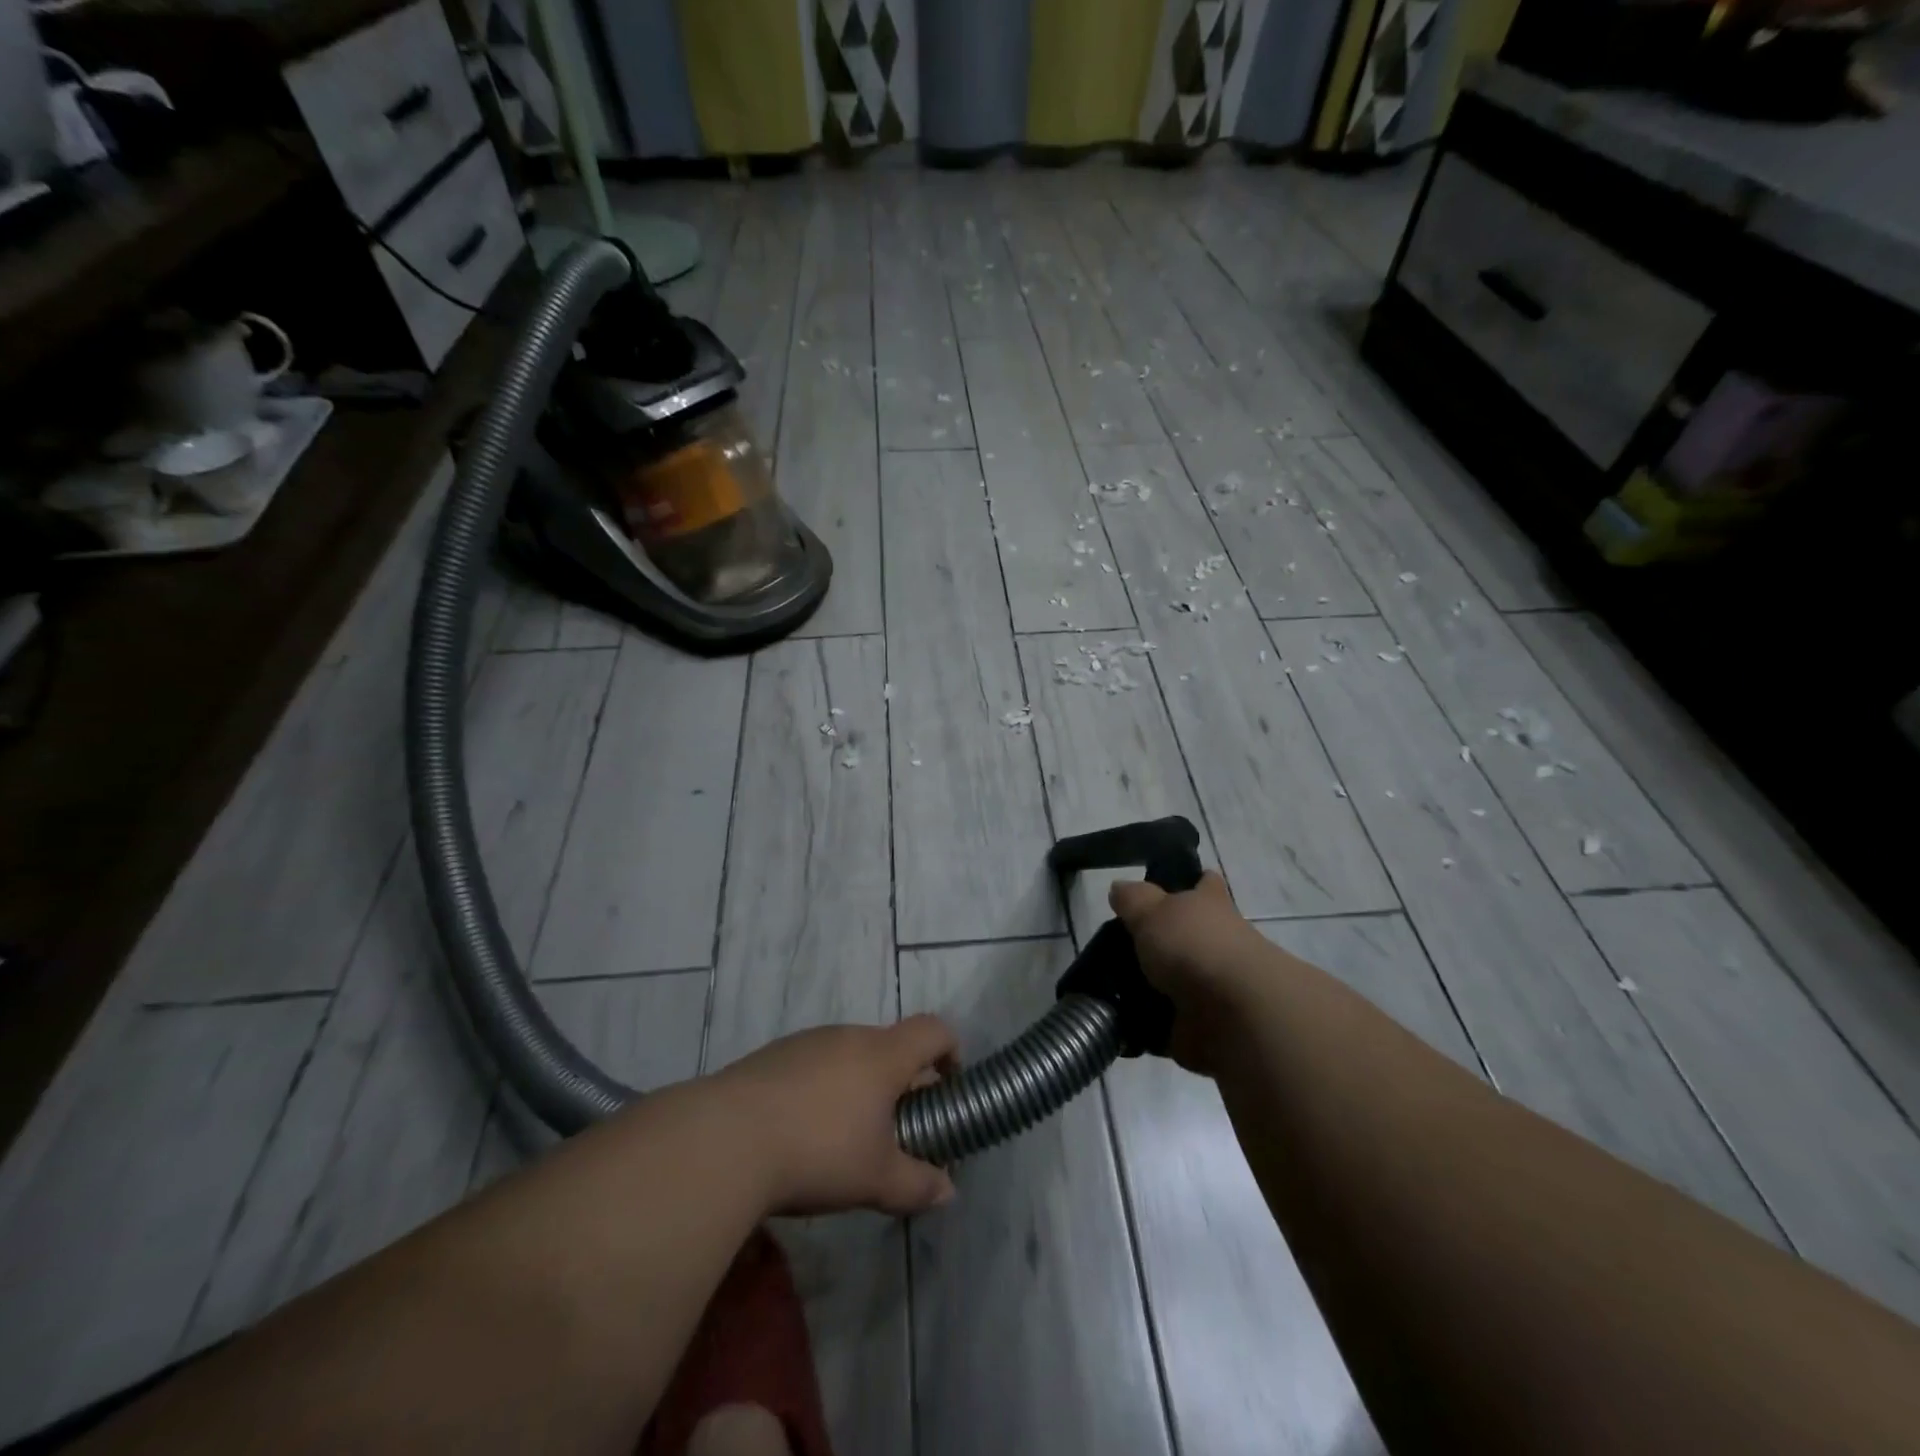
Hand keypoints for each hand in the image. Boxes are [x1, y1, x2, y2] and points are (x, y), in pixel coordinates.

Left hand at [715, 1016, 959, 1217]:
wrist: (726, 1139)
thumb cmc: (818, 1151)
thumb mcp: (876, 1179)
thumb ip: (917, 1184)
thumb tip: (948, 1191)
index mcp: (883, 1055)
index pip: (933, 1030)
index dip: (950, 1050)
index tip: (950, 1085)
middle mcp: (849, 1036)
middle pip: (890, 1044)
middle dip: (901, 1080)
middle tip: (897, 1126)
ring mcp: (807, 1042)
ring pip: (849, 1054)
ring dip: (859, 1084)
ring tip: (846, 1135)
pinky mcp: (772, 1056)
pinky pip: (813, 1064)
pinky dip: (822, 1088)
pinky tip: (801, 1131)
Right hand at [1110, 871, 1272, 1073]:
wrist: (1234, 1014)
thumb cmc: (1194, 946)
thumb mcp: (1151, 910)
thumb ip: (1132, 899)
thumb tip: (1120, 888)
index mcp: (1210, 906)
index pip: (1205, 885)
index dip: (1193, 882)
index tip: (1172, 887)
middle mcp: (1218, 942)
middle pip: (1189, 935)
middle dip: (1161, 941)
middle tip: (1117, 946)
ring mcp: (1214, 985)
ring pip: (1178, 979)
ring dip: (1150, 986)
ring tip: (1108, 985)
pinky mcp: (1204, 1025)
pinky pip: (1168, 1020)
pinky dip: (1148, 1022)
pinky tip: (1118, 1018)